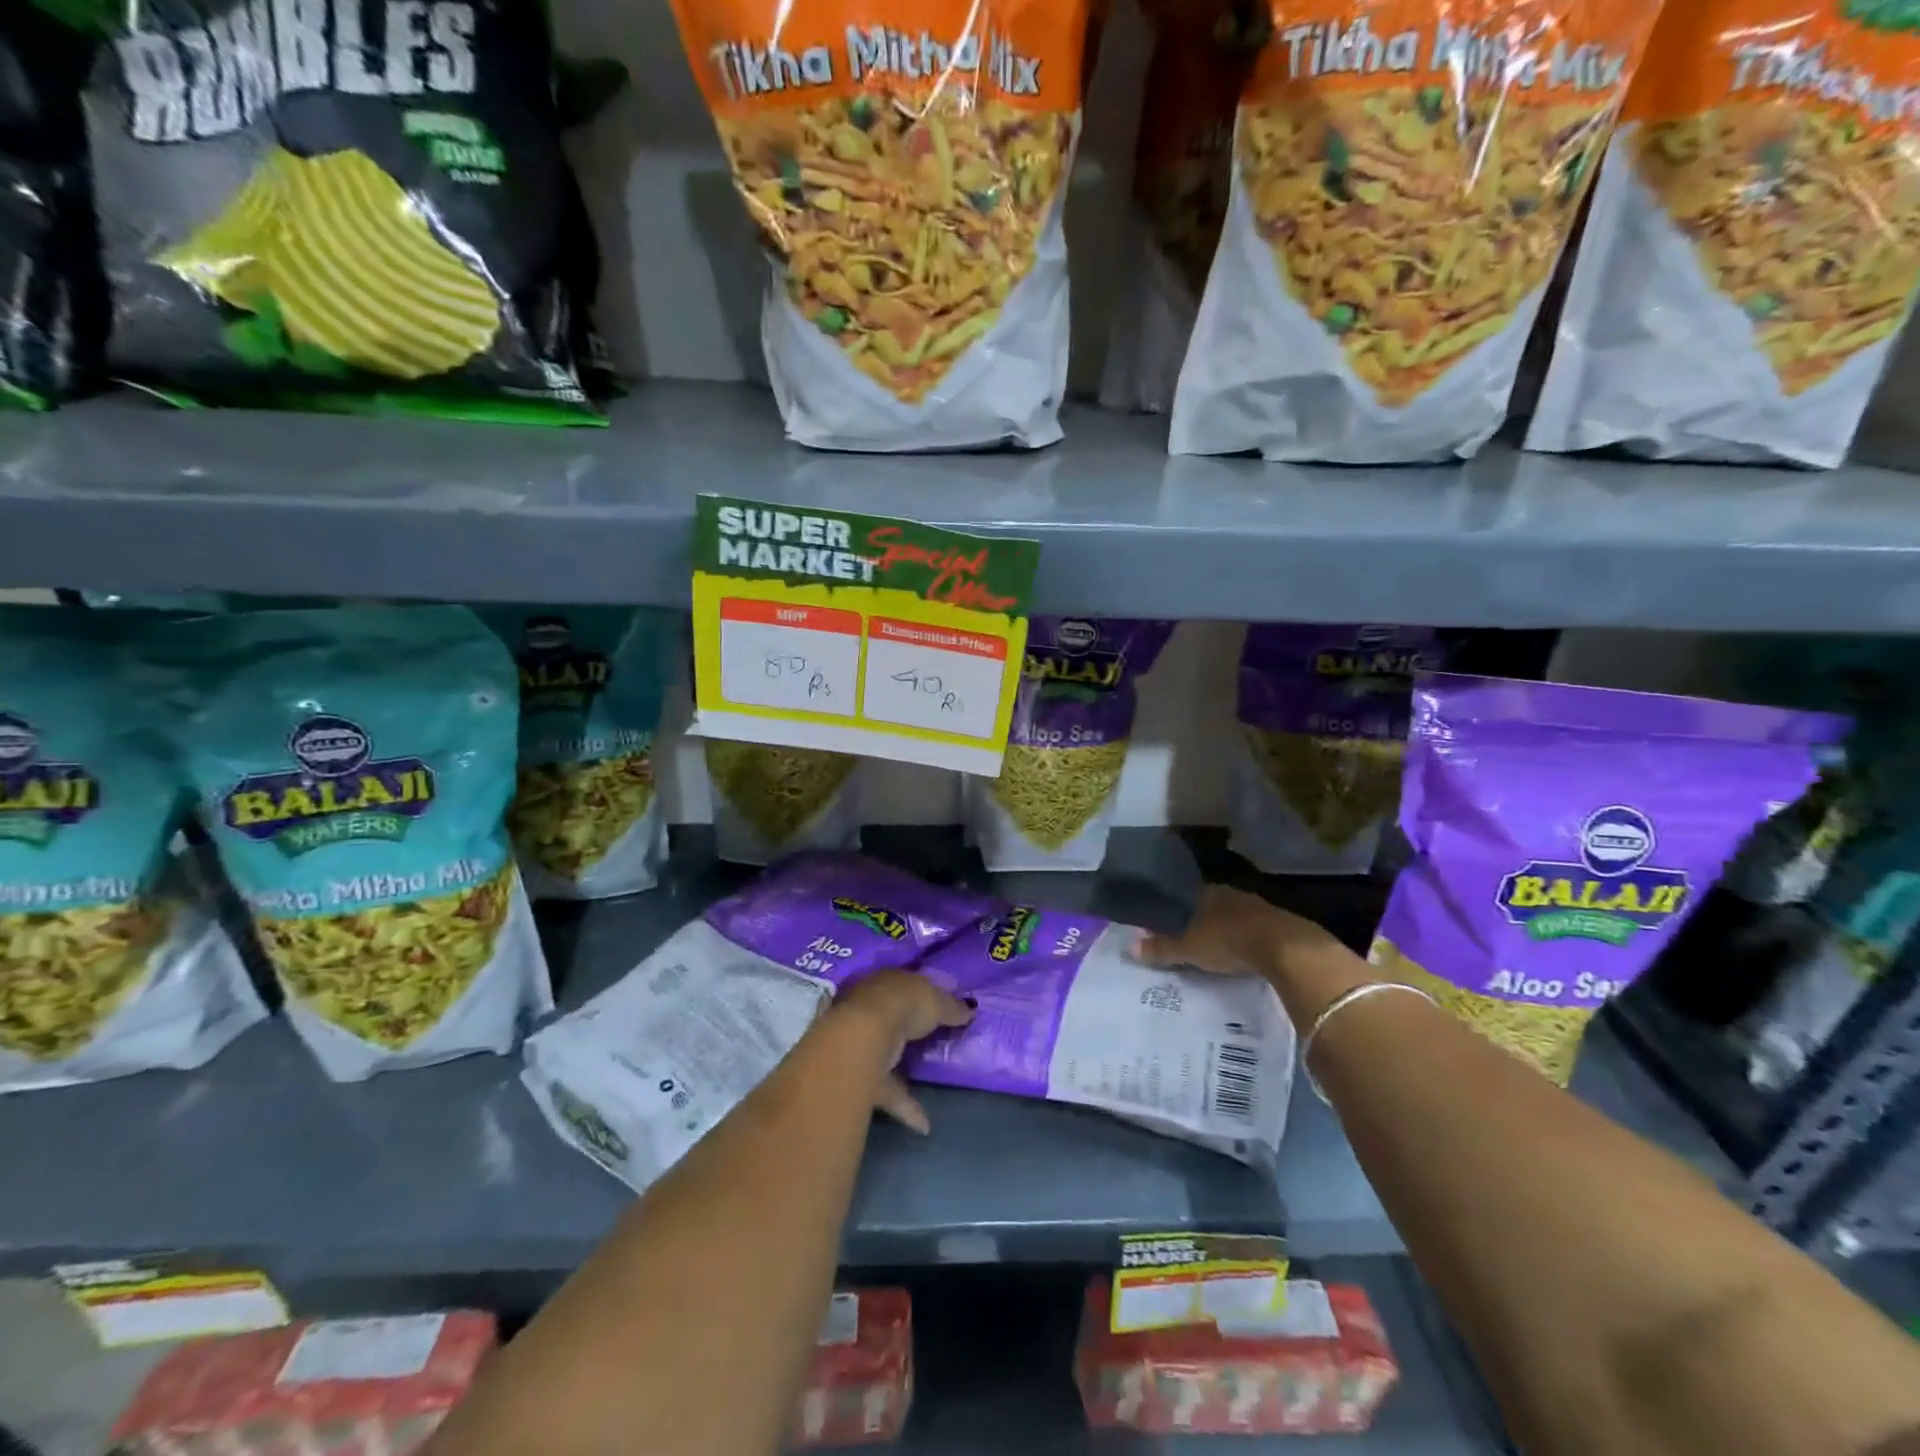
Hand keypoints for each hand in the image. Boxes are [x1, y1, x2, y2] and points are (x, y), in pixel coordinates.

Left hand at [832, 971, 973, 1136]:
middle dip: (908, 1028)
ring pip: (886, 1054)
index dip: (922, 994)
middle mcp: (869, 1009)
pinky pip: (888, 1091)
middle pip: (893, 1018)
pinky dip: (906, 1107)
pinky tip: (925, 1124)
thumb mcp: (936, 1001)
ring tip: (929, 1082)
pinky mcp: (861, 1077)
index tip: (940, 1006)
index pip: (905, 985)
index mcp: (886, 982)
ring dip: (904, 1069)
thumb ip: (952, 1006)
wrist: (863, 1038)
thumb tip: (969, 1010)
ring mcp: (862, 1043)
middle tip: (933, 1040)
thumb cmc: (903, 1005)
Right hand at [1137, 886, 1368, 1020]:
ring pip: (1236, 915)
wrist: (1287, 949)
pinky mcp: (1282, 924)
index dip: (1178, 907)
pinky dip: (1250, 939)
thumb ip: (1162, 948)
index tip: (1170, 919)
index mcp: (1208, 892)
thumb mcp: (1189, 949)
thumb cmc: (1229, 942)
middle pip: (1213, 904)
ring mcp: (1260, 907)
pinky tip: (1246, 952)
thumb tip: (1130, 946)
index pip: (1187, 894)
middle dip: (1204, 918)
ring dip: (1229, 928)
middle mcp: (1232, 893)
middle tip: (1192, 935)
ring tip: (1218, 945)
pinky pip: (1258, 929)